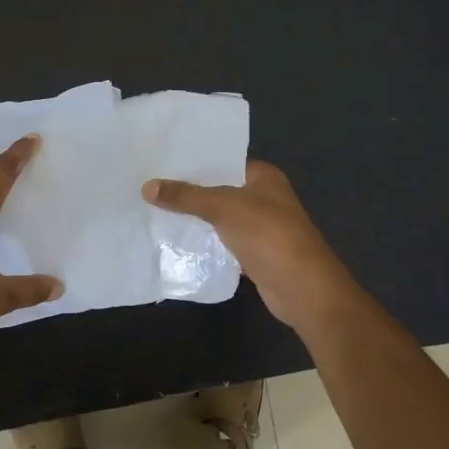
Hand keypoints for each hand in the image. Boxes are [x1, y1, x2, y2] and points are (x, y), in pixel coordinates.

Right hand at [143, 160, 362, 332]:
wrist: (302, 288)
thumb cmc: (268, 235)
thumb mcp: (224, 207)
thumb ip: (186, 197)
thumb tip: (147, 186)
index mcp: (263, 176)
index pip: (224, 161)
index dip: (195, 161)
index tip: (161, 161)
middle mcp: (263, 198)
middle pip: (219, 189)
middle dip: (189, 191)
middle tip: (150, 185)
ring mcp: (260, 227)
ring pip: (219, 217)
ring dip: (194, 218)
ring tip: (154, 209)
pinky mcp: (254, 254)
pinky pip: (222, 242)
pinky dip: (204, 242)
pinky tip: (175, 239)